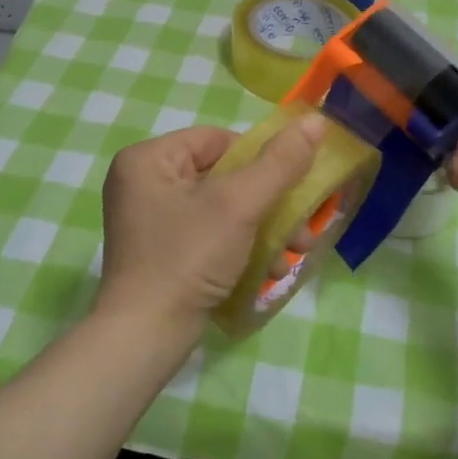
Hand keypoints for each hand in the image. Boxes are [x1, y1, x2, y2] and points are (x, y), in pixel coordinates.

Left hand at [98, 116, 326, 348]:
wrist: (145, 338)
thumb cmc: (188, 258)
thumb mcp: (240, 205)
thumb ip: (280, 162)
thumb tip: (315, 120)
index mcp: (148, 158)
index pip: (217, 139)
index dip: (259, 160)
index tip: (287, 188)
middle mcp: (142, 182)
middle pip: (223, 176)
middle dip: (269, 204)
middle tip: (301, 229)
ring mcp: (150, 220)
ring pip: (220, 208)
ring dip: (262, 229)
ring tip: (293, 254)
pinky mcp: (160, 252)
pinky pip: (208, 233)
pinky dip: (239, 247)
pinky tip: (268, 271)